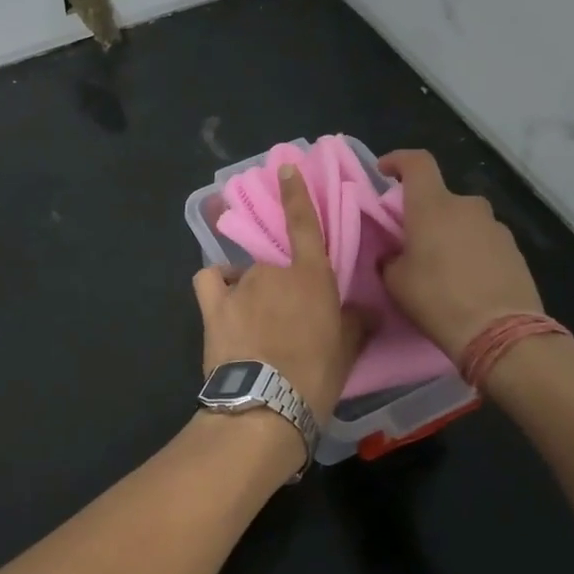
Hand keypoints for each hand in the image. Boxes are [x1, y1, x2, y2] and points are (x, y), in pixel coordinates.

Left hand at [193, 164, 366, 421]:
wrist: (266, 405)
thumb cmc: (315, 377)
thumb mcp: (347, 350)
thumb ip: (355, 321)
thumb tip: (364, 310)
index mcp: (310, 276)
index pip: (304, 223)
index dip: (295, 193)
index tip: (285, 167)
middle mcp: (273, 271)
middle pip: (274, 263)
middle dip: (280, 283)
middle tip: (286, 317)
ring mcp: (239, 284)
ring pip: (246, 274)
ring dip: (252, 290)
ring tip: (255, 324)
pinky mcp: (212, 304)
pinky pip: (210, 279)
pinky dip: (217, 284)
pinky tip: (223, 300)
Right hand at [377, 149, 543, 357]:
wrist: (500, 331)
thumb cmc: (437, 299)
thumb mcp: (395, 281)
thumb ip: (391, 257)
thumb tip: (396, 254)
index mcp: (432, 206)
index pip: (417, 163)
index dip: (398, 160)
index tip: (384, 170)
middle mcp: (466, 207)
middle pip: (439, 197)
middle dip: (423, 213)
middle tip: (410, 241)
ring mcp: (495, 226)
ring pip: (462, 220)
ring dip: (448, 233)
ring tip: (440, 266)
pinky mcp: (514, 249)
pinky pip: (482, 240)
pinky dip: (469, 250)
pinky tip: (464, 279)